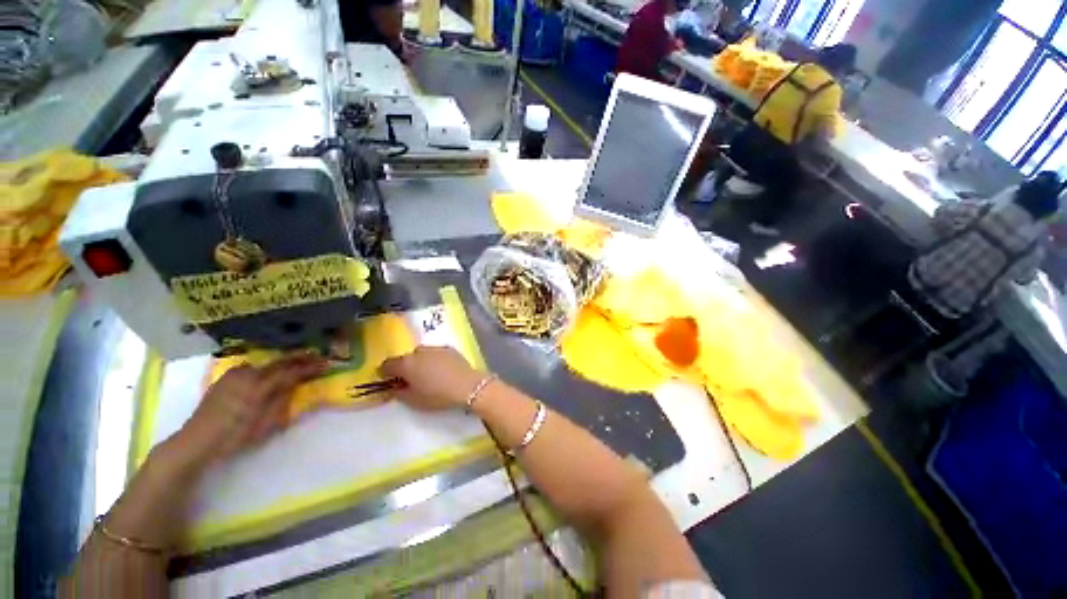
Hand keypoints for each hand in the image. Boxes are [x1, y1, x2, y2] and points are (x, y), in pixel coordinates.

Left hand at [174, 354, 326, 466]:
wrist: (196, 442)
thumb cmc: (234, 437)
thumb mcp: (265, 424)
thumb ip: (283, 400)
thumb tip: (298, 385)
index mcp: (258, 386)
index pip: (291, 371)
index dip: (310, 367)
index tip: (327, 363)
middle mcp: (247, 374)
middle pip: (279, 362)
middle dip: (301, 359)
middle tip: (319, 356)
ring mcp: (234, 374)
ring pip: (266, 363)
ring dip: (284, 361)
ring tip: (299, 361)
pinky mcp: (226, 378)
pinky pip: (253, 366)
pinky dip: (267, 366)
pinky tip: (272, 369)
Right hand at [380, 346, 487, 410]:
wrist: (467, 386)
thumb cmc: (437, 395)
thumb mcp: (413, 400)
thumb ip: (399, 392)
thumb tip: (395, 387)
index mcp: (406, 364)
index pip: (388, 364)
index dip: (386, 373)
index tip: (389, 381)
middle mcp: (418, 352)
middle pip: (406, 358)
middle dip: (406, 367)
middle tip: (411, 380)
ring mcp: (435, 348)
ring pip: (421, 353)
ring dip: (420, 361)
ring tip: (428, 374)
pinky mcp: (449, 348)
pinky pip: (436, 353)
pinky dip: (434, 359)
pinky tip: (442, 369)